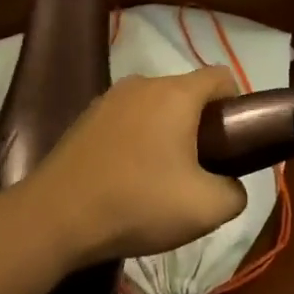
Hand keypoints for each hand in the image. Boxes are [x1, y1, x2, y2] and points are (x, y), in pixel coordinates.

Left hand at [23, 67, 246, 265]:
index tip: (234, 141)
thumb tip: (230, 186)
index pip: (221, 77)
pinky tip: (129, 177)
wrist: (56, 216)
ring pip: (155, 107)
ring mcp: (109, 98)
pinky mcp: (85, 118)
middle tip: (202, 168)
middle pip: (187, 93)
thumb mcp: (206, 209)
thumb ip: (235, 193)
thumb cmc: (138, 203)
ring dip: (168, 133)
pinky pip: (127, 120)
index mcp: (176, 94)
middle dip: (201, 124)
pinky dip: (138, 139)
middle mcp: (142, 84)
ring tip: (163, 177)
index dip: (237, 105)